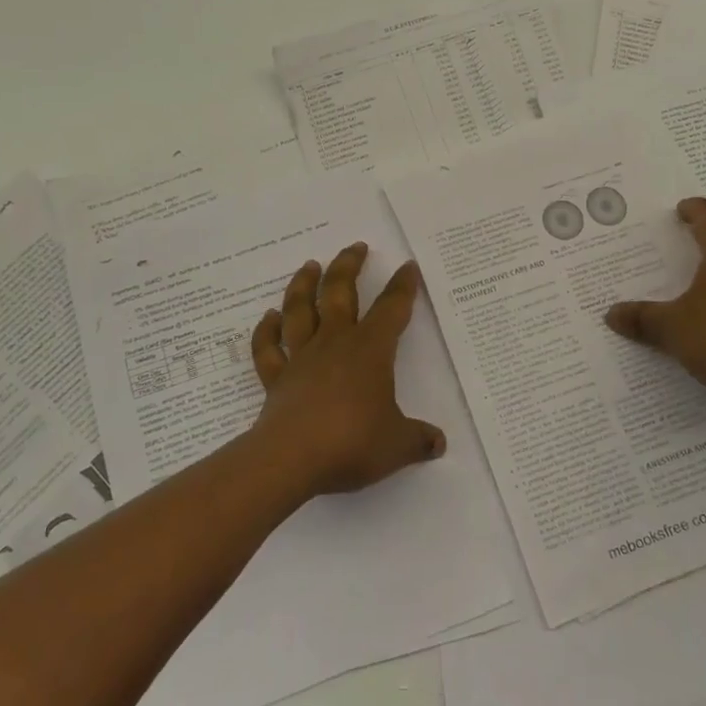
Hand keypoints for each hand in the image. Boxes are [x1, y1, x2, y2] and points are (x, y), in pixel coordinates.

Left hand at [248, 243, 445, 497]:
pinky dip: (266, 331)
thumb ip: (418, 440)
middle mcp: (335, 343)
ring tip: (310, 265)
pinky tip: (269, 317)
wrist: (291, 459)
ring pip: (300, 310)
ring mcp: (301, 358)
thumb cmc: (351, 442)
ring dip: (304, 284)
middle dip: (349, 266)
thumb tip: (439, 443)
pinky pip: (268, 349)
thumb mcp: (397, 445)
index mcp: (370, 350)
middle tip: (356, 247)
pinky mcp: (276, 379)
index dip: (403, 287)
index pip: (392, 309)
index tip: (408, 267)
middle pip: (340, 292)